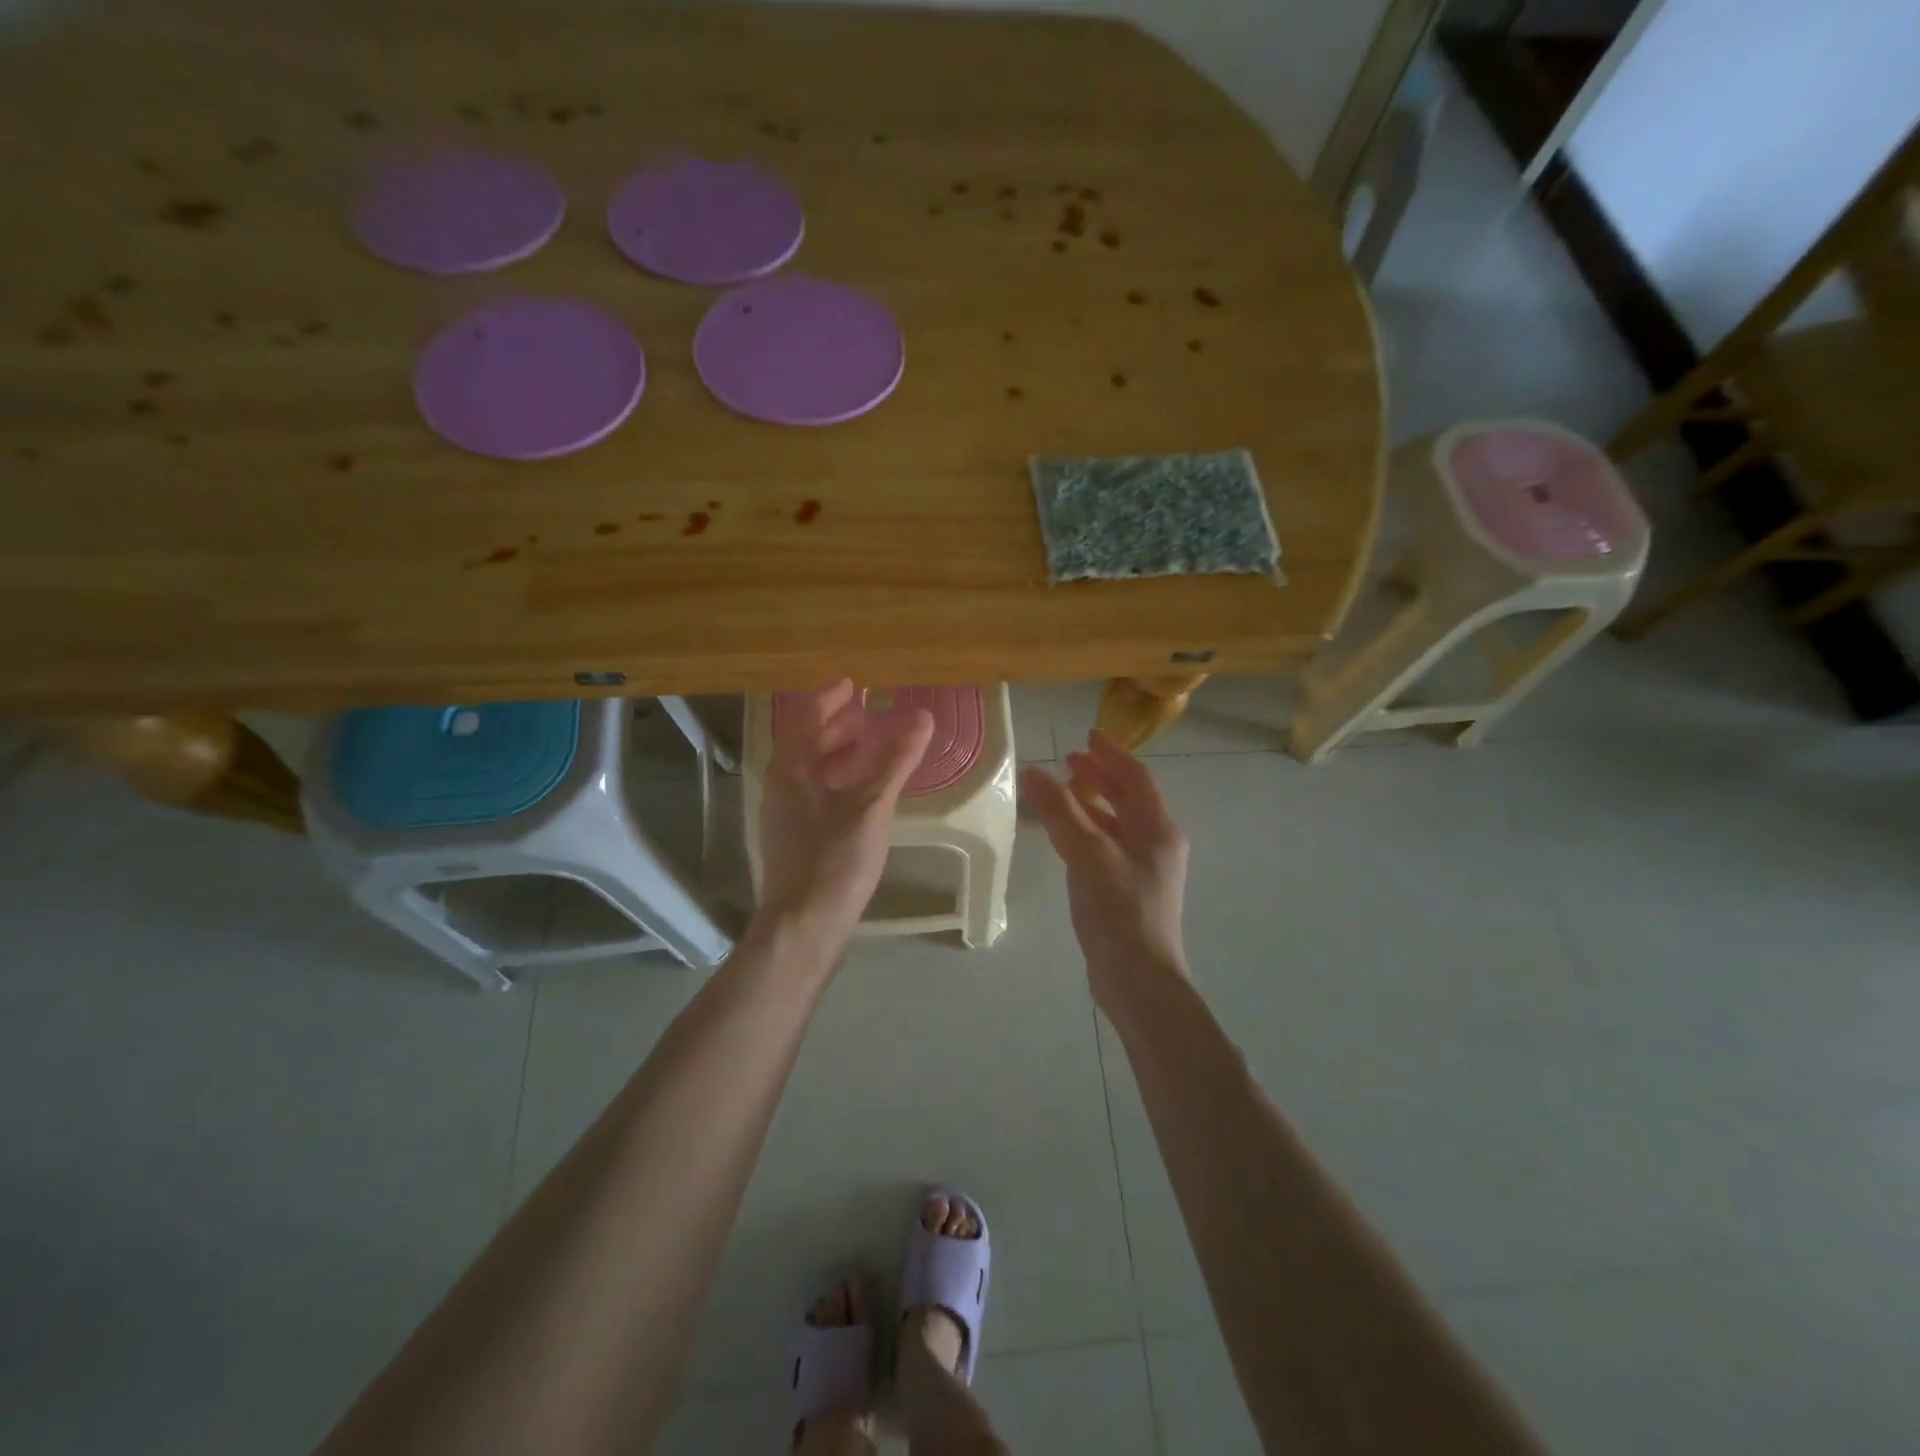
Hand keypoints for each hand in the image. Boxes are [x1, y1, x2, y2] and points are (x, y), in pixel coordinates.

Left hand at [755, 680, 934, 947]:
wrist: (804, 926)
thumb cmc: (834, 860)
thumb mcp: (871, 806)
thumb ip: (896, 760)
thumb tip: (922, 717)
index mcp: (790, 771)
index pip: (805, 719)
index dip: (828, 699)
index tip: (853, 685)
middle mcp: (781, 788)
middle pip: (805, 744)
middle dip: (834, 725)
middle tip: (865, 714)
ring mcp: (786, 816)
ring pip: (810, 772)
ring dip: (837, 753)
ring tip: (868, 746)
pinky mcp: (796, 840)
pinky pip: (816, 794)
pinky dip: (839, 781)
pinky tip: (863, 793)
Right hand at [1022, 732, 1189, 1001]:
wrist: (1138, 978)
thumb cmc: (1119, 910)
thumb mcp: (1088, 854)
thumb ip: (1060, 811)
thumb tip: (1033, 772)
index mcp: (1158, 828)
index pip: (1136, 778)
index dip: (1111, 754)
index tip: (1087, 736)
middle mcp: (1156, 844)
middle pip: (1129, 798)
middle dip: (1100, 777)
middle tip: (1070, 761)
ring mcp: (1144, 869)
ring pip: (1117, 823)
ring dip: (1092, 804)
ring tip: (1063, 792)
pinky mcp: (1128, 891)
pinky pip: (1107, 847)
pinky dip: (1088, 832)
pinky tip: (1065, 837)